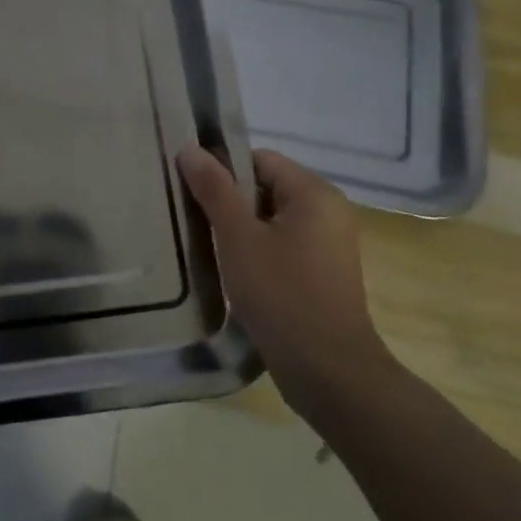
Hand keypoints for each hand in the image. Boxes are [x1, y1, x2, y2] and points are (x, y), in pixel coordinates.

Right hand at [177, 145, 395, 402]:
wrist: (328, 372)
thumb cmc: (281, 294)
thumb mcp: (238, 237)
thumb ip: (214, 189)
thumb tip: (189, 149)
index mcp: (315, 193)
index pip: (259, 159)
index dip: (223, 171)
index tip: (193, 194)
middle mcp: (329, 211)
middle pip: (266, 187)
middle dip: (230, 202)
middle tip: (196, 222)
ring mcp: (330, 244)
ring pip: (273, 219)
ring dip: (242, 230)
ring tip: (211, 248)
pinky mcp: (325, 273)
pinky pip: (284, 245)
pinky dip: (259, 251)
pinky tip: (236, 273)